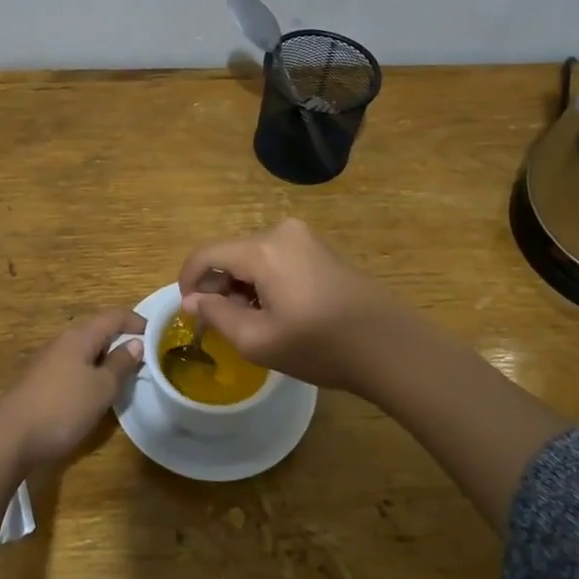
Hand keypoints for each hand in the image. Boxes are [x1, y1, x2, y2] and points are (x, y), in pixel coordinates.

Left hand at [0, 309, 144, 468]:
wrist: (10, 437)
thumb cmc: (63, 408)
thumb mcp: (101, 388)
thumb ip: (120, 364)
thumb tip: (136, 343)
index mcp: (80, 336)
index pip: (114, 316)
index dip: (137, 321)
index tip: (157, 334)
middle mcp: (63, 341)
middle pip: (98, 329)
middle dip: (121, 339)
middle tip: (143, 356)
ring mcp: (49, 360)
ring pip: (84, 349)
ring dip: (105, 357)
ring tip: (123, 375)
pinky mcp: (40, 380)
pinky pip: (73, 365)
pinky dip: (90, 370)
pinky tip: (94, 391)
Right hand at [177, 219, 413, 391]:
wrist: (390, 345)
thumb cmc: (320, 346)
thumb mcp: (258, 340)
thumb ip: (217, 315)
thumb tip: (193, 300)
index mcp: (262, 250)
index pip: (206, 254)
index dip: (188, 280)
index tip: (188, 311)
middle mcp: (281, 232)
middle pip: (231, 253)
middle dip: (220, 286)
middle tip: (225, 324)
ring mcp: (305, 237)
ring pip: (254, 256)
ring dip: (243, 285)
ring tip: (255, 322)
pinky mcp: (321, 248)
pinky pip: (277, 257)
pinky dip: (266, 280)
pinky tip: (280, 311)